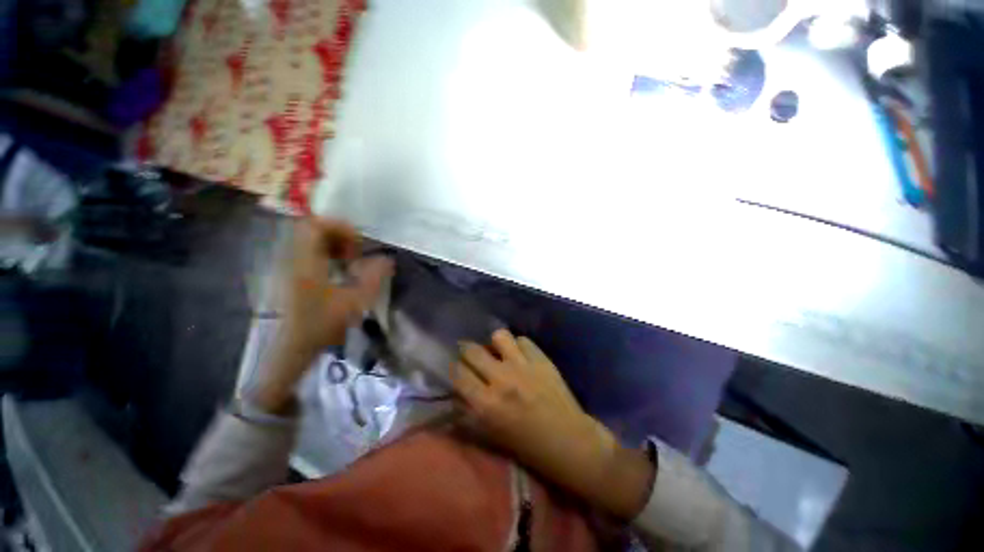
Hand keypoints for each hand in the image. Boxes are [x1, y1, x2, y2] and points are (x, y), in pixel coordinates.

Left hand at [252, 218, 392, 413]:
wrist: (291, 348)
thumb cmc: (322, 325)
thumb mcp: (354, 302)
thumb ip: (373, 278)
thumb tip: (388, 259)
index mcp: (306, 262)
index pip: (315, 226)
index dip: (340, 227)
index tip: (359, 243)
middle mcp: (293, 259)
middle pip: (312, 229)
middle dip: (339, 235)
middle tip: (357, 251)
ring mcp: (289, 266)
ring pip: (310, 240)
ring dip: (334, 244)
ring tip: (351, 260)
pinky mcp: (291, 274)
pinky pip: (309, 252)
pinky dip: (327, 254)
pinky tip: (340, 270)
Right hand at [453, 330, 654, 519]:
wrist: (569, 441)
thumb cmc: (527, 446)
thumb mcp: (491, 435)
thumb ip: (469, 413)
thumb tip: (456, 394)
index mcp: (486, 404)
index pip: (458, 373)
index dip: (454, 369)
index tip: (458, 369)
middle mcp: (501, 379)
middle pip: (472, 350)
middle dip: (467, 351)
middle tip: (472, 356)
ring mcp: (523, 366)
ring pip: (499, 336)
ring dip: (495, 344)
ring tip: (499, 351)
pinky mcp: (541, 359)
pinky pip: (523, 340)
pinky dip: (518, 346)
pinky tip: (520, 355)